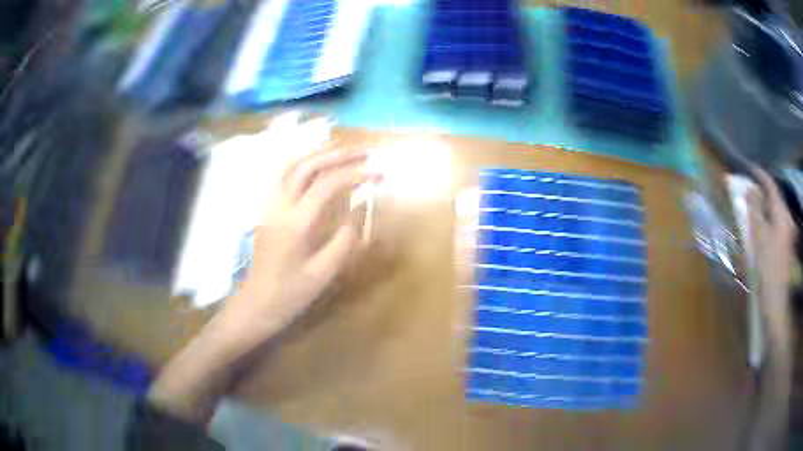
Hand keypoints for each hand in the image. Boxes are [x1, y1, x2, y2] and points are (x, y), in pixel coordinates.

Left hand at [148, 147, 376, 422]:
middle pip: (308, 166)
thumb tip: (359, 210)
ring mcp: (269, 205)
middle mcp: (280, 206)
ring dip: (319, 154)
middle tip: (365, 153)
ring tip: (343, 153)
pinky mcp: (266, 209)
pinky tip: (314, 166)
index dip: (356, 175)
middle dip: (338, 155)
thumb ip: (344, 240)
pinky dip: (302, 163)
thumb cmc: (291, 294)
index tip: (378, 175)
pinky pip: (281, 176)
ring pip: (291, 166)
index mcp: (296, 223)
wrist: (257, 303)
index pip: (328, 185)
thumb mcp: (323, 273)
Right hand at [746, 168, 796, 329]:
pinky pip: (777, 226)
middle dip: (763, 192)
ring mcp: (788, 235)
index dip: (760, 175)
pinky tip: (763, 229)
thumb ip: (755, 209)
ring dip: (765, 208)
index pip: (771, 185)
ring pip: (776, 213)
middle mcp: (787, 219)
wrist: (776, 302)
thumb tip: (749, 189)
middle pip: (774, 199)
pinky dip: (769, 222)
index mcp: (781, 213)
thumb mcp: (759, 236)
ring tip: (754, 209)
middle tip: (750, 190)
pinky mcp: (786, 248)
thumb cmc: (767, 267)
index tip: (749, 169)